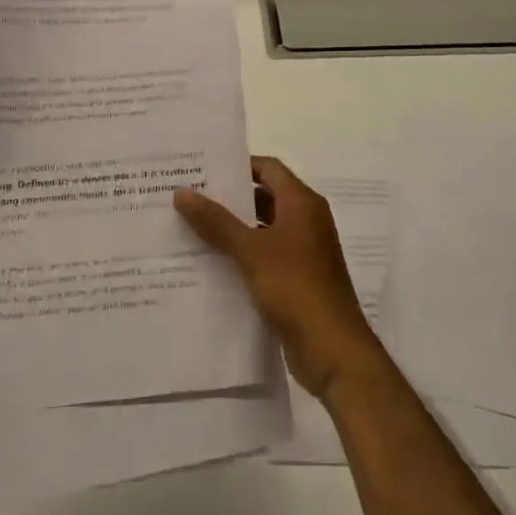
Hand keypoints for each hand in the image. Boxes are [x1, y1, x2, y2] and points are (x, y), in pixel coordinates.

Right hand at [175, 157, 384, 398]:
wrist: (332, 349)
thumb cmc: (295, 287)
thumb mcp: (251, 251)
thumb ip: (217, 222)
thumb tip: (182, 192)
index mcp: (302, 203)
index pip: (268, 168)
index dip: (238, 165)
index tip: (203, 169)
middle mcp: (306, 220)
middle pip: (265, 197)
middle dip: (229, 198)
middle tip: (189, 197)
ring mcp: (303, 251)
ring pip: (263, 228)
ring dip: (233, 228)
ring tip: (190, 228)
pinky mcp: (297, 279)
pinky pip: (265, 256)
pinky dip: (242, 254)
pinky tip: (210, 264)